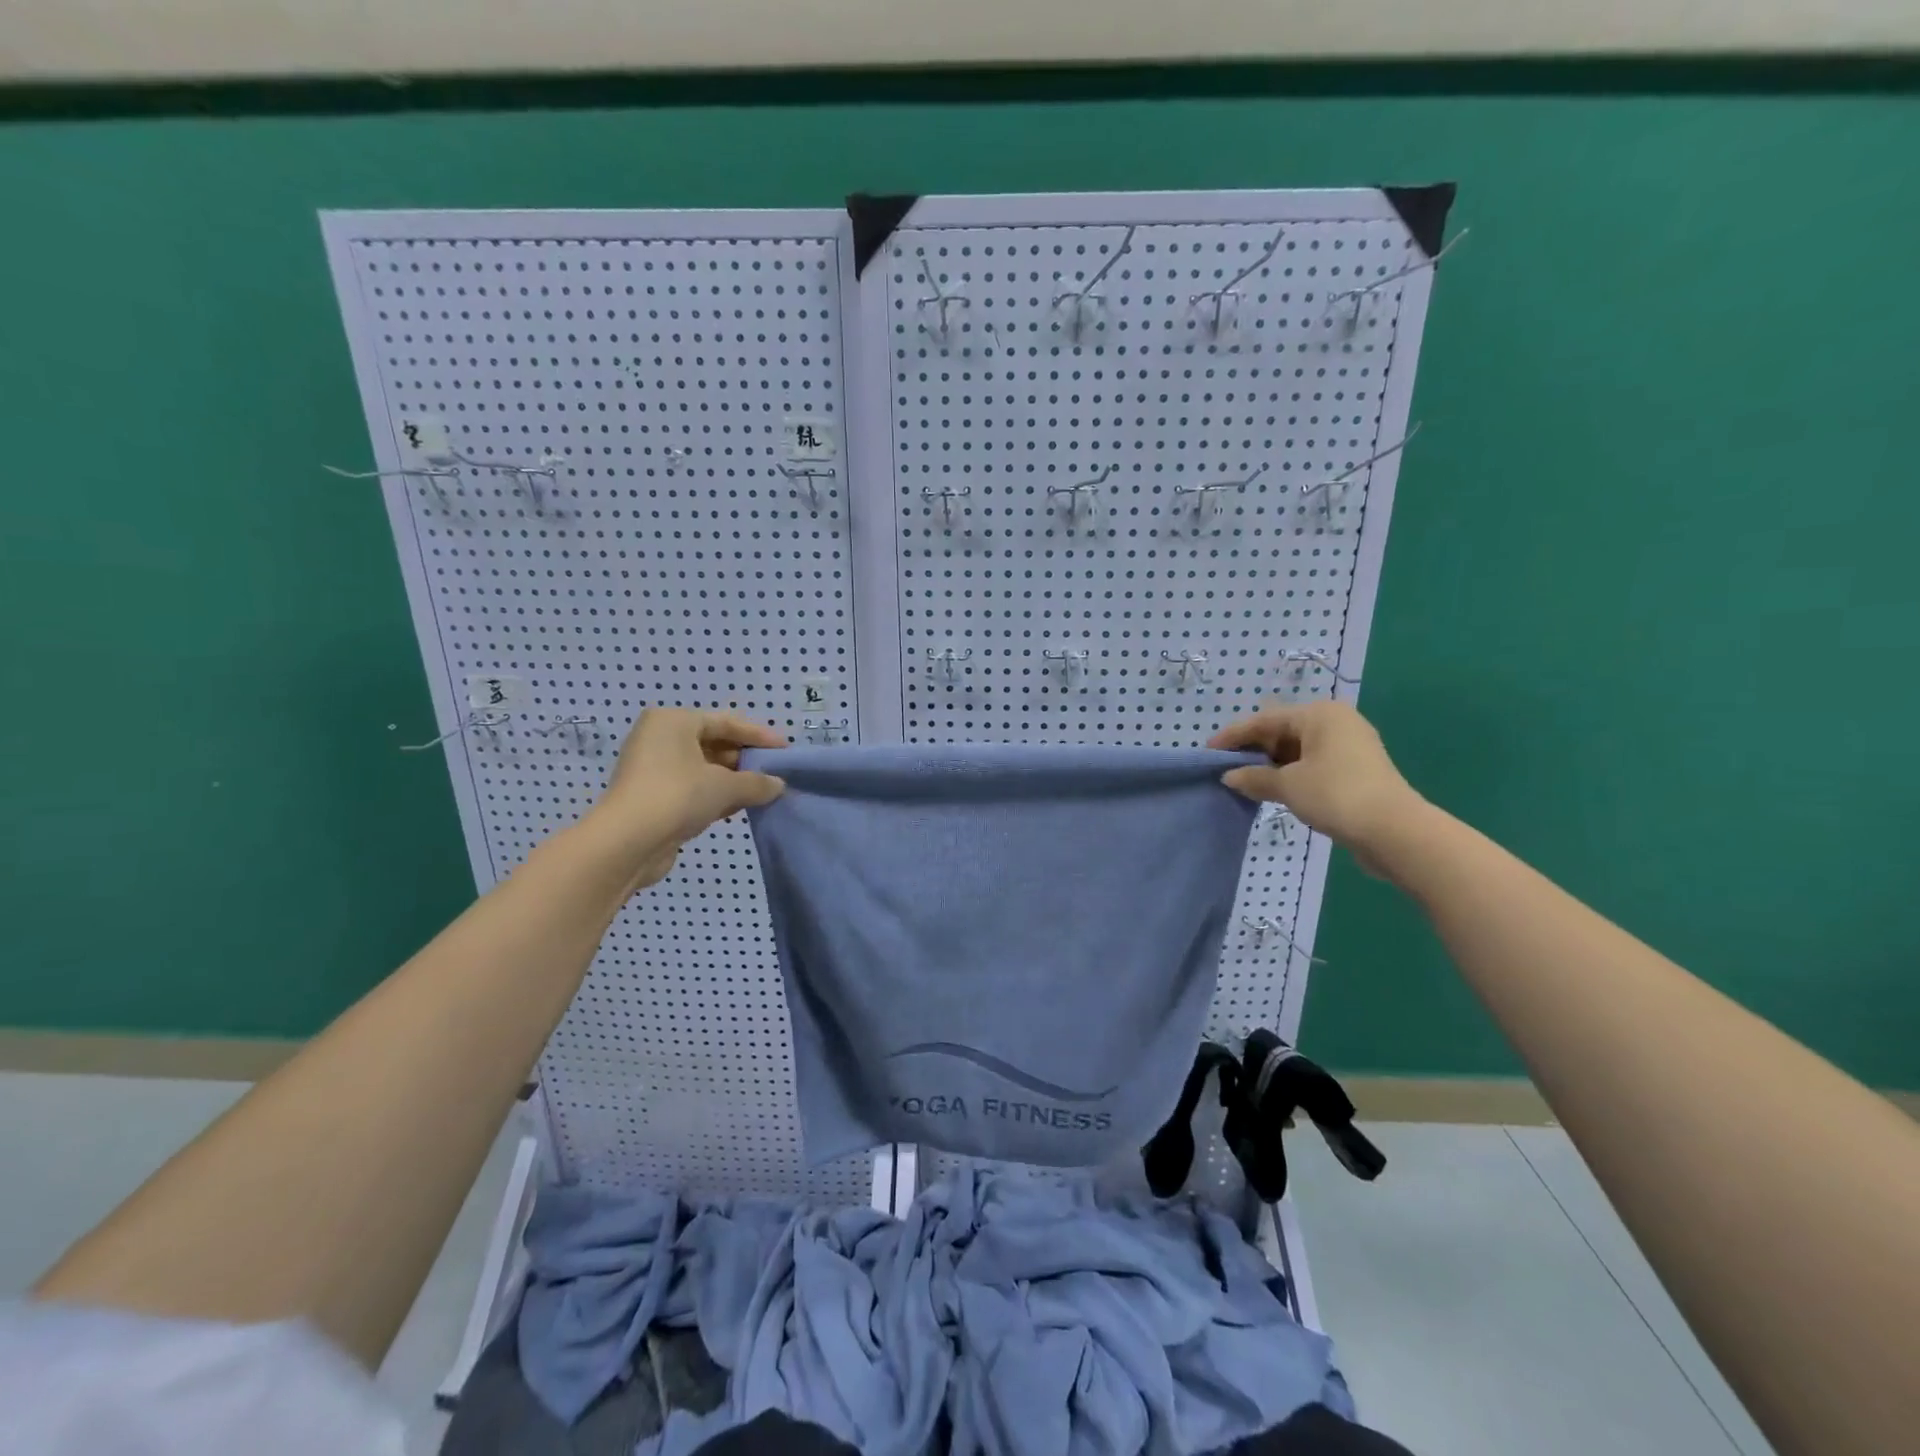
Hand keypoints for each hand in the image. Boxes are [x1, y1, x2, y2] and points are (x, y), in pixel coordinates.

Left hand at [586, 709, 786, 888]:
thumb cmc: (678, 796)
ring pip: (704, 768)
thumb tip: (778, 785)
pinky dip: (716, 794)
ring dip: (733, 780)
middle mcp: (660, 738)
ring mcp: (653, 768)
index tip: (784, 750)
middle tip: (775, 772)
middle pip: (714, 742)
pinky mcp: (652, 796)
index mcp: (673, 721)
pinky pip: (693, 787)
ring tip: (763, 791)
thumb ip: (757, 782)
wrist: (627, 843)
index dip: (759, 735)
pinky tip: (739, 807)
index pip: (726, 722)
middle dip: (745, 759)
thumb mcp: (725, 786)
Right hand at [1210, 702, 1424, 866]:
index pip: (1265, 719)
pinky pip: (1312, 764)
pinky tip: (1273, 790)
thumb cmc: (1335, 795)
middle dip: (1253, 750)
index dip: (1233, 735)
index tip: (1208, 752)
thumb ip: (1254, 778)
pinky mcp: (1355, 770)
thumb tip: (1230, 777)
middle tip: (1225, 768)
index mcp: (1319, 714)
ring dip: (1270, 765)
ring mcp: (1349, 746)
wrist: (1394, 831)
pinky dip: (1290, 774)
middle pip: (1282, 731)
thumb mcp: (1287, 785)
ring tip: (1245, 782)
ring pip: (1297, 750)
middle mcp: (1335, 722)